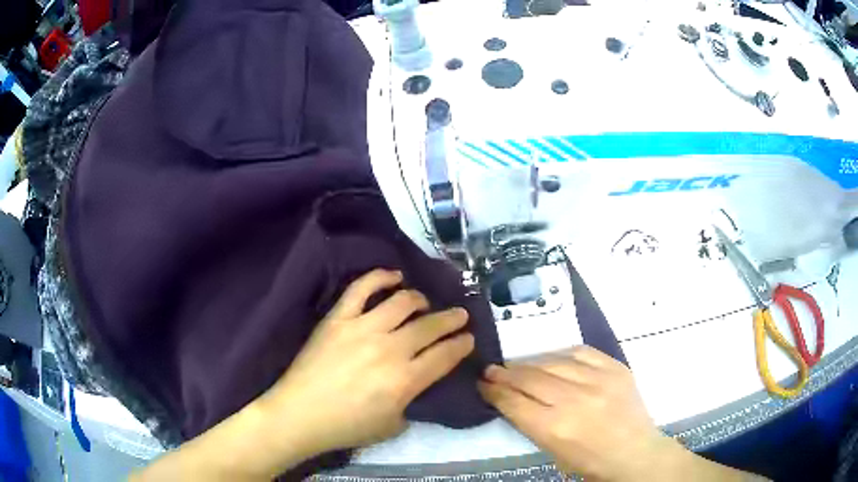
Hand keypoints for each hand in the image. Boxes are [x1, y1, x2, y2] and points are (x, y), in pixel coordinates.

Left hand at [259, 268, 474, 455]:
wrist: (300, 414)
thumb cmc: (347, 427)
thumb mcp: (392, 426)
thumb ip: (412, 403)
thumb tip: (416, 383)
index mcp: (405, 381)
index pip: (445, 356)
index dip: (462, 344)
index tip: (470, 338)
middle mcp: (389, 349)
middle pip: (430, 326)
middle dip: (452, 319)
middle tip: (460, 315)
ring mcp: (362, 328)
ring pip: (402, 302)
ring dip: (421, 299)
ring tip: (425, 302)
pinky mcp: (338, 318)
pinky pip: (362, 288)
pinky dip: (381, 277)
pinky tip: (394, 276)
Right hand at [478, 346, 665, 480]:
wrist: (635, 452)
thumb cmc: (590, 461)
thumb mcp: (552, 451)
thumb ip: (531, 423)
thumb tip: (511, 399)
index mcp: (555, 428)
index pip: (514, 402)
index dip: (494, 391)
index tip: (483, 384)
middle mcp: (574, 400)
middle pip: (530, 378)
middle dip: (505, 374)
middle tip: (492, 370)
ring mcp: (598, 380)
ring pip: (552, 361)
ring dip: (529, 363)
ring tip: (518, 365)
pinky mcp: (615, 368)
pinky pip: (580, 351)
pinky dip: (561, 354)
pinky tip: (552, 358)